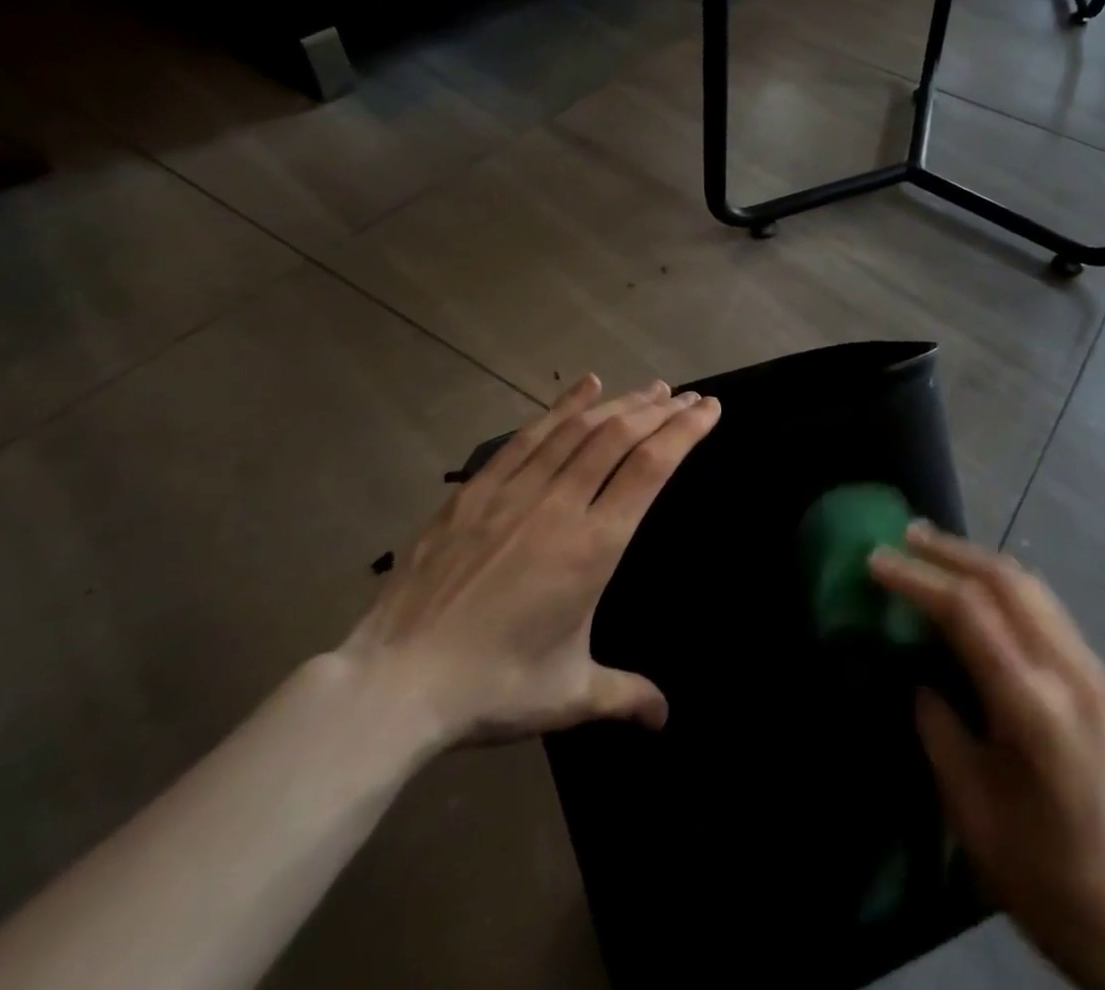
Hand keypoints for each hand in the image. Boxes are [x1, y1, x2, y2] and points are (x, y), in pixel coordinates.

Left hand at [341, 375, 720, 750]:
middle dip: (662, 411)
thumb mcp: (569, 695)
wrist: (394, 683)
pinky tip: (587, 386)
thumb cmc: (492, 687)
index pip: (650, 469)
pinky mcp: (477, 490)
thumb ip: (625, 695)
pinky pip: (528, 435)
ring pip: (579, 429)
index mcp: (593, 547)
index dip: (685, 432)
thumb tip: (665, 719)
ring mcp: (515, 492)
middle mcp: (560, 505)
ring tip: (652, 388)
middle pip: (620, 437)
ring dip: (622, 403)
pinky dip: (563, 406)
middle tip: (689, 397)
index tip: (710, 410)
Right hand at [871, 524, 1104, 989]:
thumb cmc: (1042, 873)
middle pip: (1005, 580)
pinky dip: (1005, 584)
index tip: (877, 560)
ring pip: (1030, 585)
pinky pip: (1046, 607)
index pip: (968, 612)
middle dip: (950, 551)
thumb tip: (921, 676)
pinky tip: (980, 588)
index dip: (918, 579)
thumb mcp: (970, 807)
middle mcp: (1069, 671)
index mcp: (1034, 706)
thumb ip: (940, 727)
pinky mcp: (1100, 676)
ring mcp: (1092, 669)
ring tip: (936, 550)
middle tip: (906, 535)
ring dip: (979, 560)